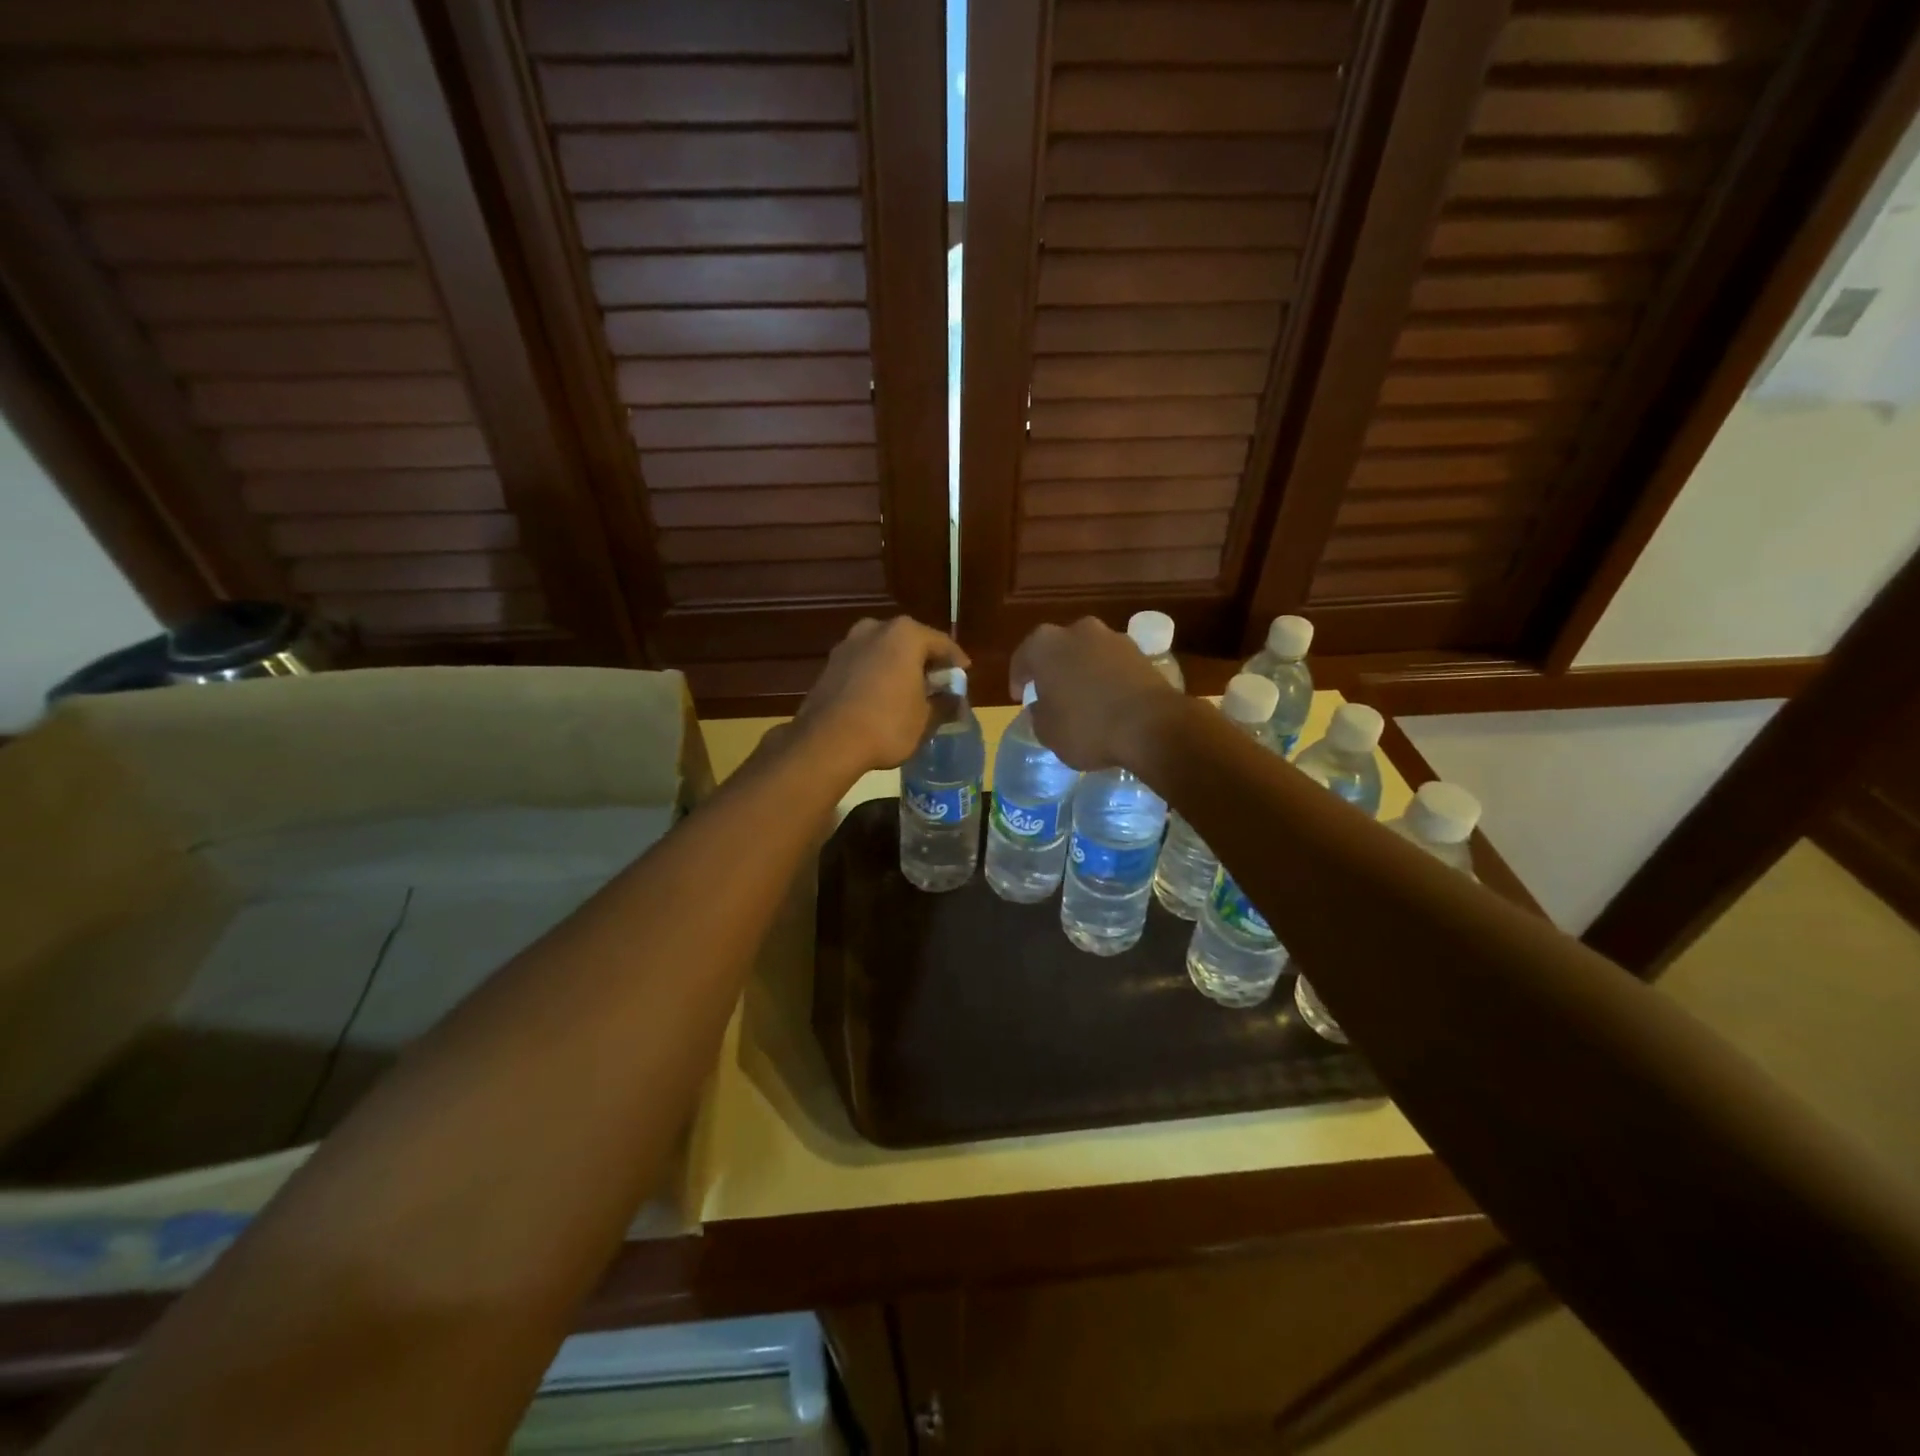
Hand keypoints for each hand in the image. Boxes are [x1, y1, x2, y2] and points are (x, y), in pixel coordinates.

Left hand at [796, 616, 969, 774]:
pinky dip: (876, 675)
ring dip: (898, 667)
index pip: (942, 643)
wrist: (827, 742)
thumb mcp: (926, 719)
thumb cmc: (887, 725)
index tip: (963, 675)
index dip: (956, 661)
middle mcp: (875, 628)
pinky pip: (864, 664)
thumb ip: (944, 703)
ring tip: (909, 691)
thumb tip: (954, 699)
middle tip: (937, 683)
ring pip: (884, 651)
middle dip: (925, 661)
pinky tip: (881, 696)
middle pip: (911, 642)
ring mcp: (848, 644)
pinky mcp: (830, 664)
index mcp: (906, 635)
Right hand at [1010, 617, 1179, 770]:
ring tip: (1084, 700)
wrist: (1151, 725)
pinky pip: (1113, 665)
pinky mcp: (1142, 652)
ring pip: (1088, 654)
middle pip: (1058, 649)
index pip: (1022, 658)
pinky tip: (1109, 701)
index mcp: (1045, 644)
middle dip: (1053, 670)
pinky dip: (1108, 678)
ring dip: (1083, 672)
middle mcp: (1078, 630)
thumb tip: (1043, 707)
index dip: (1019, 680)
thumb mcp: (1047, 732)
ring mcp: (1113, 638)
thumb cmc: (1087, 727)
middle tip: (1052, 695)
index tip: (1021, 698)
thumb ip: (1039, 715)